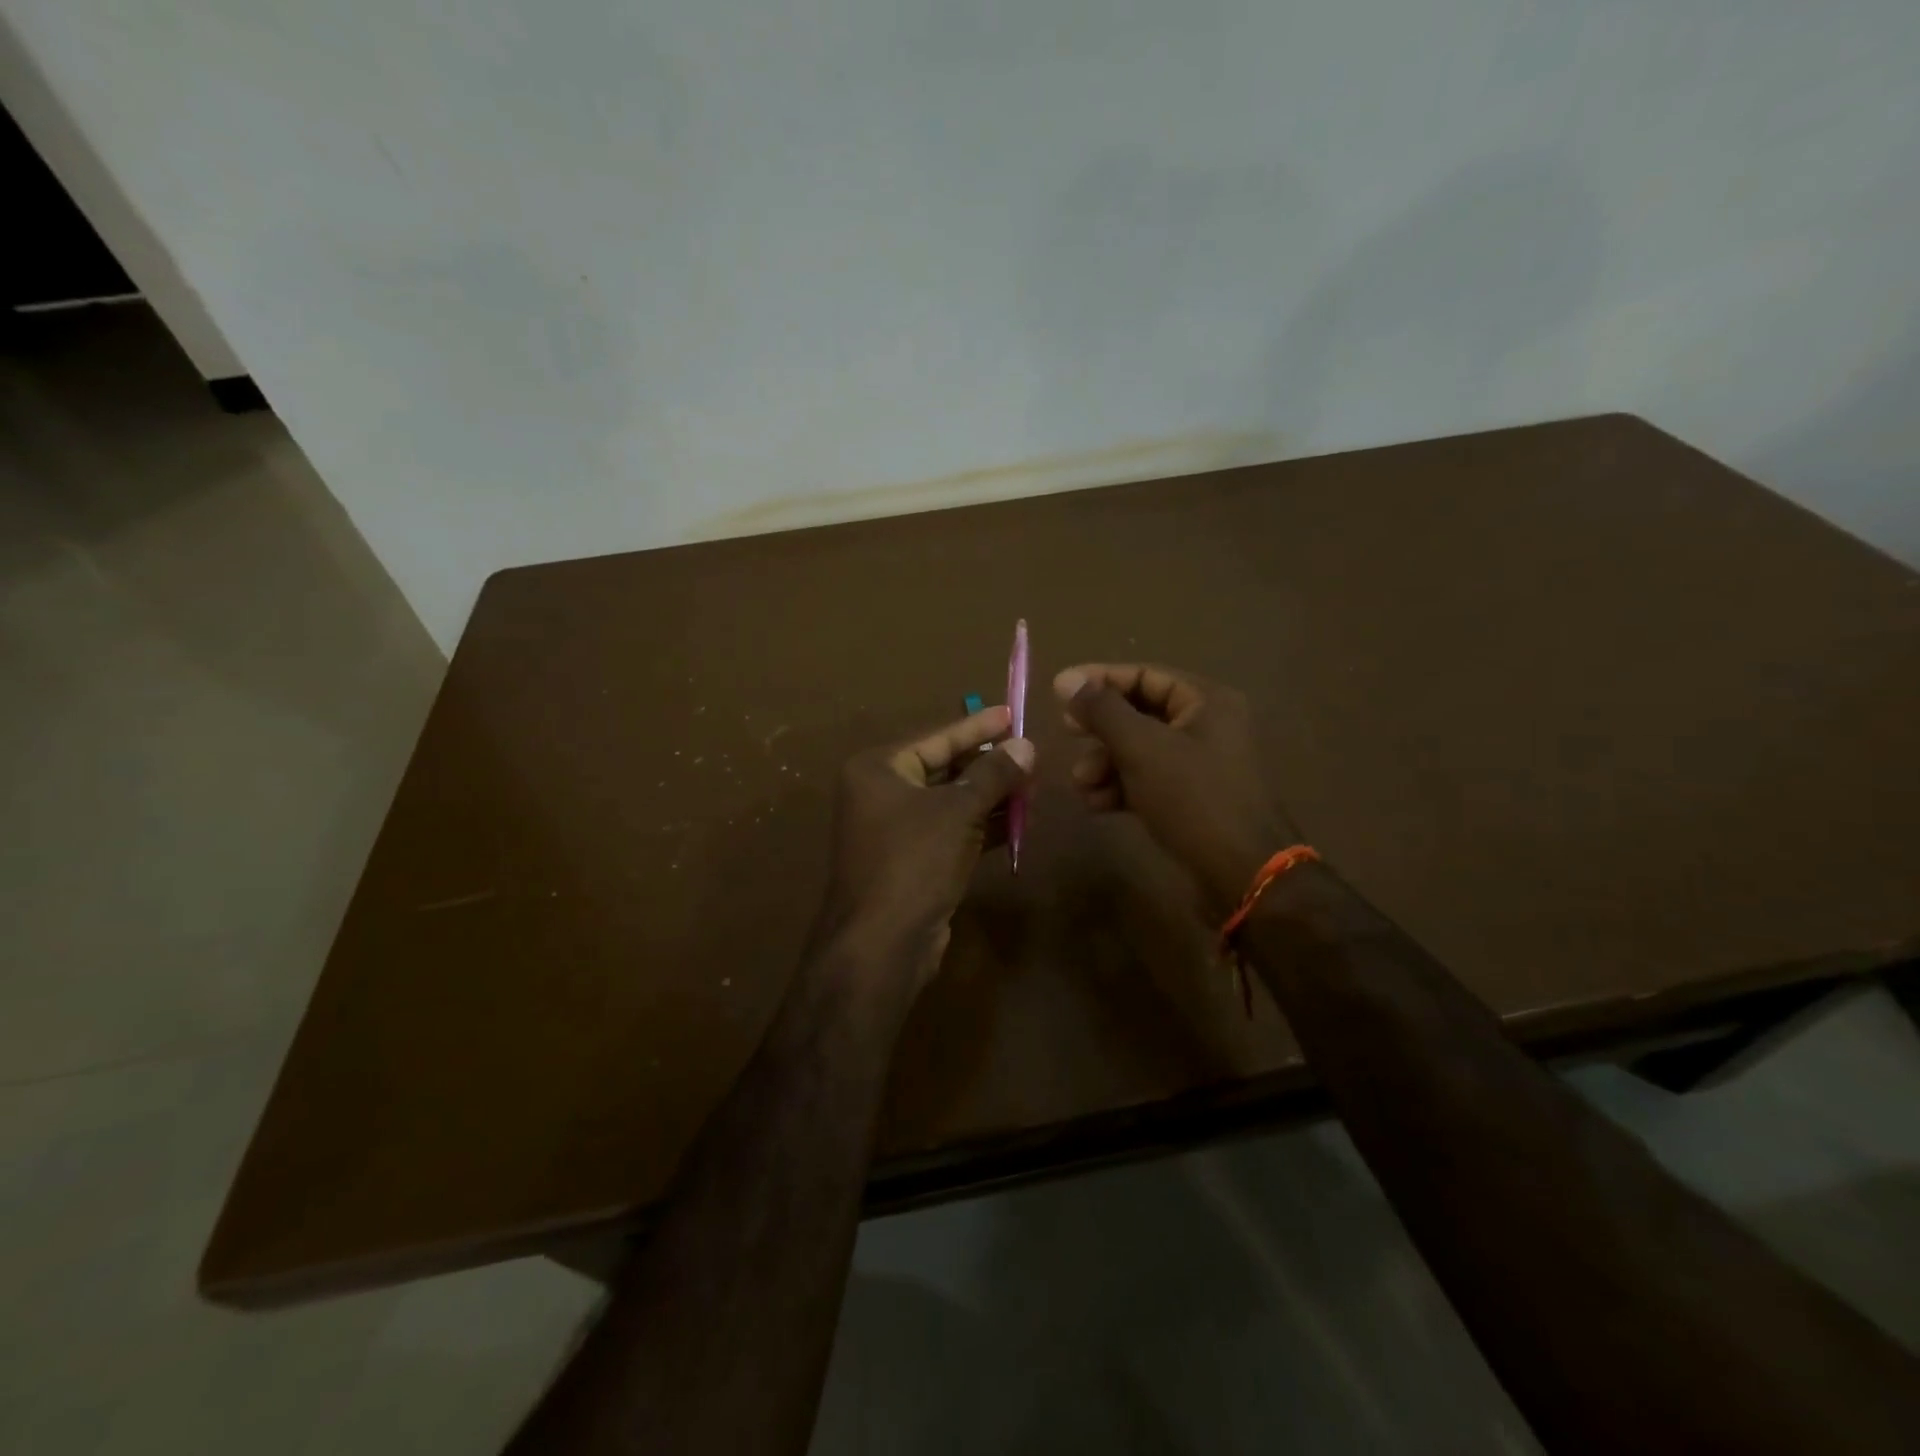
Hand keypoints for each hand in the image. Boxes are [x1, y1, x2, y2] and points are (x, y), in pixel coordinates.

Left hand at [812, 704, 1033, 994]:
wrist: (881, 945)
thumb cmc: (914, 862)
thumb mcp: (958, 811)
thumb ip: (993, 775)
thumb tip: (1026, 745)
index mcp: (878, 769)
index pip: (936, 736)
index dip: (977, 726)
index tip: (1012, 713)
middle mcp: (881, 793)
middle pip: (944, 767)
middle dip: (989, 765)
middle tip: (1031, 754)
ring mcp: (895, 829)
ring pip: (951, 802)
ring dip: (991, 796)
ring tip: (1033, 786)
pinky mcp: (912, 860)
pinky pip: (952, 831)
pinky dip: (982, 826)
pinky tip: (1019, 822)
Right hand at [1055, 663, 1297, 910]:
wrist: (1242, 873)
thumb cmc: (1193, 798)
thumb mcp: (1142, 748)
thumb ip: (1102, 711)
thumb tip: (1066, 680)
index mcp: (1206, 701)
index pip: (1144, 675)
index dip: (1099, 680)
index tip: (1058, 692)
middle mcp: (1206, 726)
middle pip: (1139, 713)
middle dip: (1100, 729)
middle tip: (1066, 734)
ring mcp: (1200, 764)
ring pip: (1140, 750)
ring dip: (1104, 763)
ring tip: (1081, 784)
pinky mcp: (1191, 798)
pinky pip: (1148, 780)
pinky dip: (1120, 787)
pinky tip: (1096, 805)